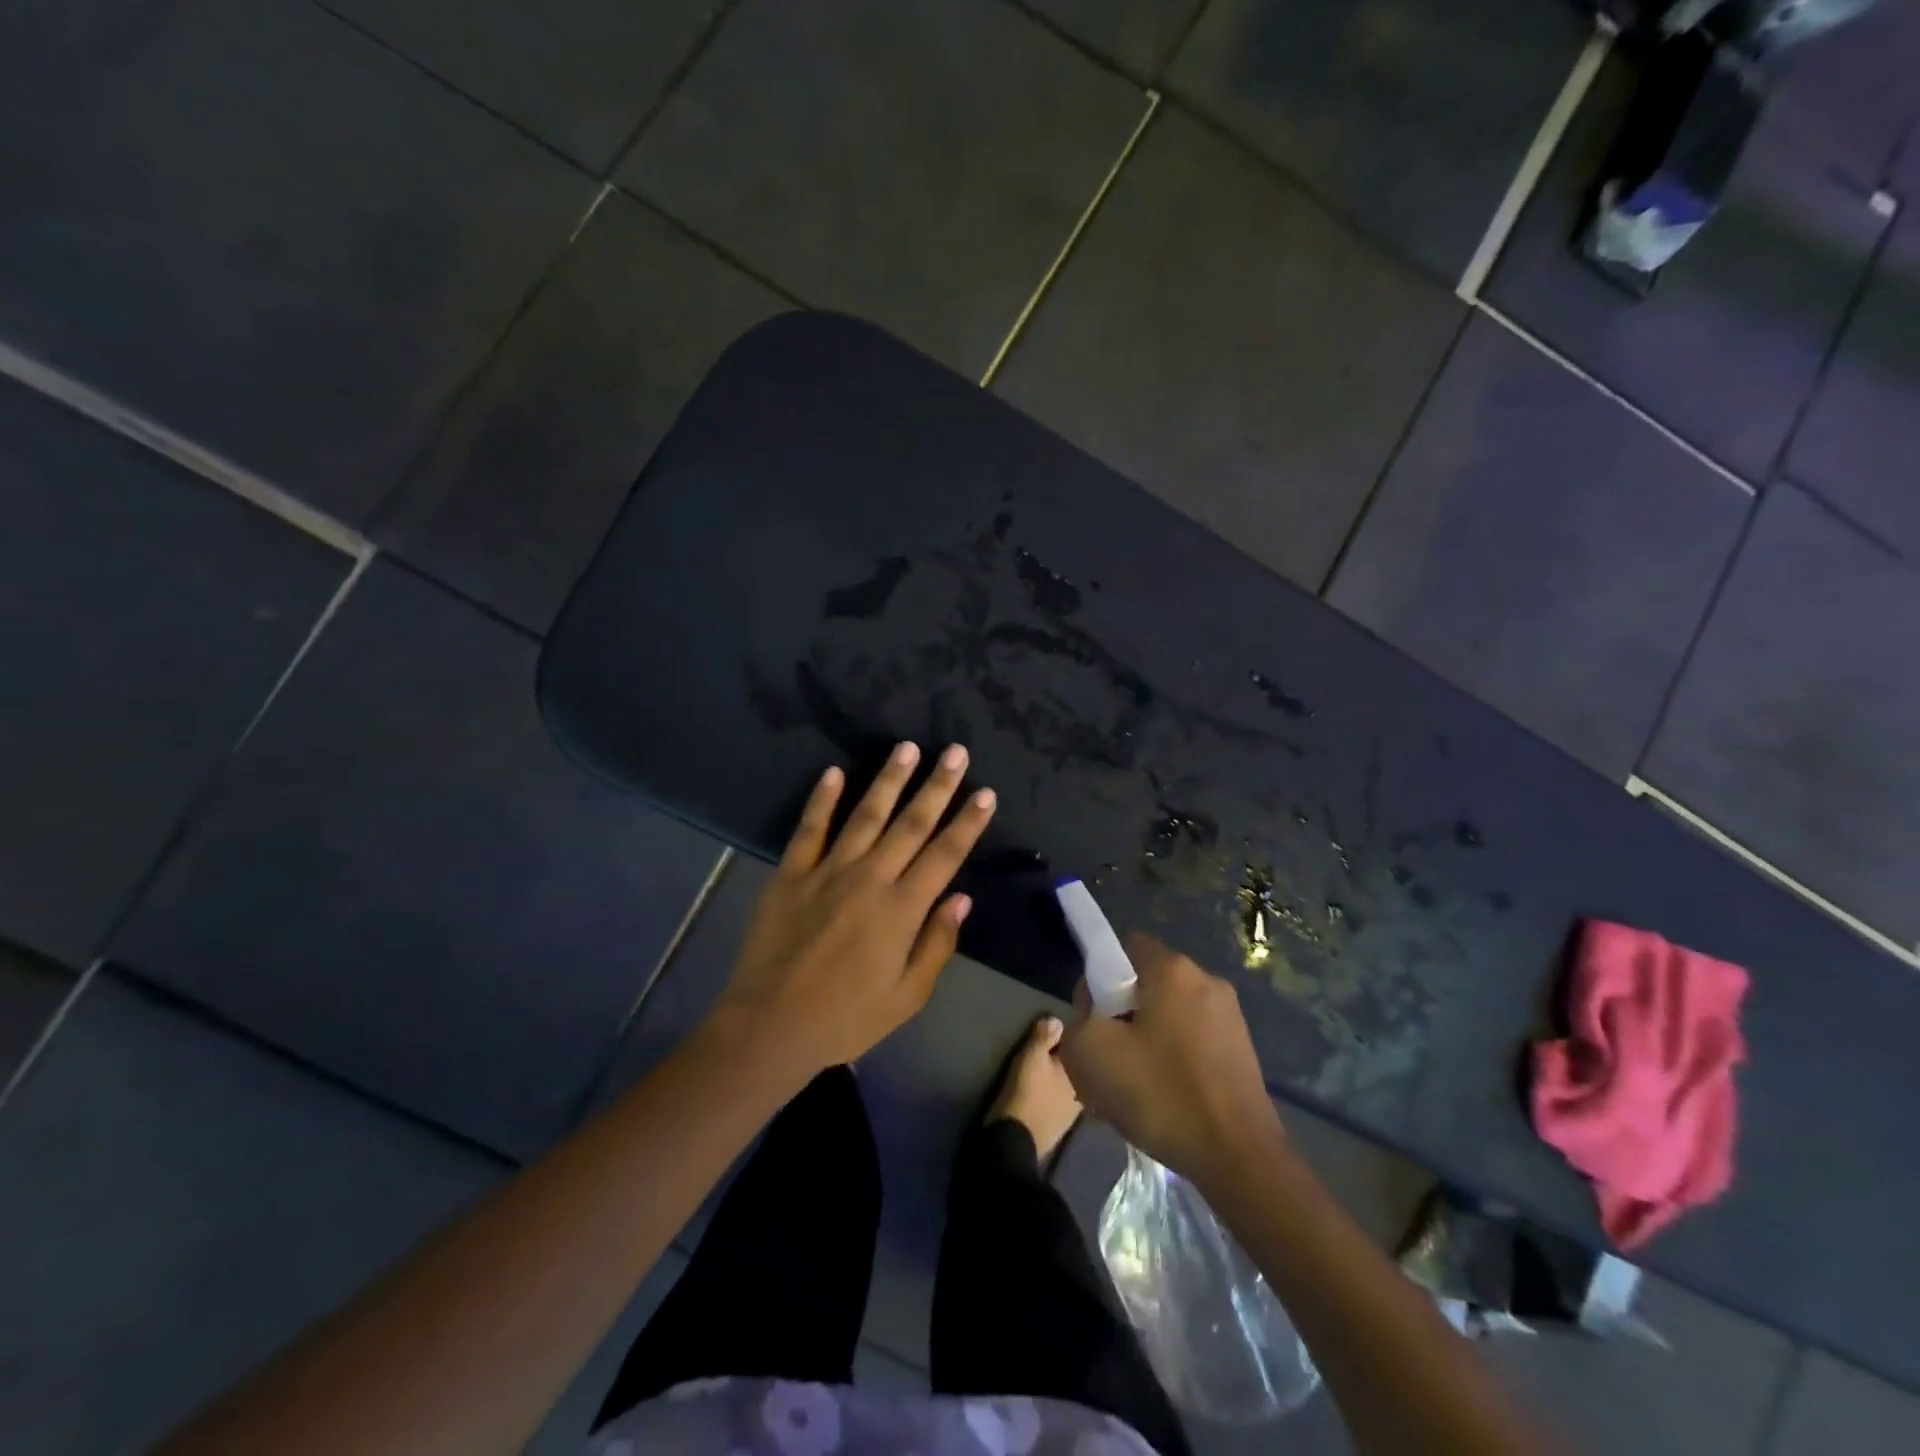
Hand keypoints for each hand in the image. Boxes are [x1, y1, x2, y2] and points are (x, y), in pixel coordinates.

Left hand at [710, 741, 996, 1081]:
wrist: (770, 1026)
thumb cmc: (846, 1018)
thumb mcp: (906, 996)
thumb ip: (936, 944)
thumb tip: (961, 898)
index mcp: (901, 910)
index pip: (944, 855)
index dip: (968, 823)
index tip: (985, 793)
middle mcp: (869, 879)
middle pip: (910, 824)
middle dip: (937, 786)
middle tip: (955, 752)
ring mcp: (827, 871)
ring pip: (865, 816)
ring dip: (889, 780)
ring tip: (907, 747)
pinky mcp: (790, 874)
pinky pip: (809, 829)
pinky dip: (822, 800)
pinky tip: (834, 772)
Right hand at [1058, 934, 1284, 1186]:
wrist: (1239, 1157)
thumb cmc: (1161, 1093)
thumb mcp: (1091, 1052)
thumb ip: (1079, 1016)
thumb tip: (1094, 1011)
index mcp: (1172, 969)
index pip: (1124, 947)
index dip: (1100, 977)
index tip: (1095, 1018)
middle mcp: (1205, 980)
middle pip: (1145, 984)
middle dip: (1121, 1014)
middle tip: (1107, 1058)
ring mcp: (1229, 1015)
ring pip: (1167, 1015)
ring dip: (1145, 1040)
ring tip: (1132, 1086)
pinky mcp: (1241, 1049)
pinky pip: (1191, 1040)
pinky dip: (1171, 1058)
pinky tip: (1162, 1099)